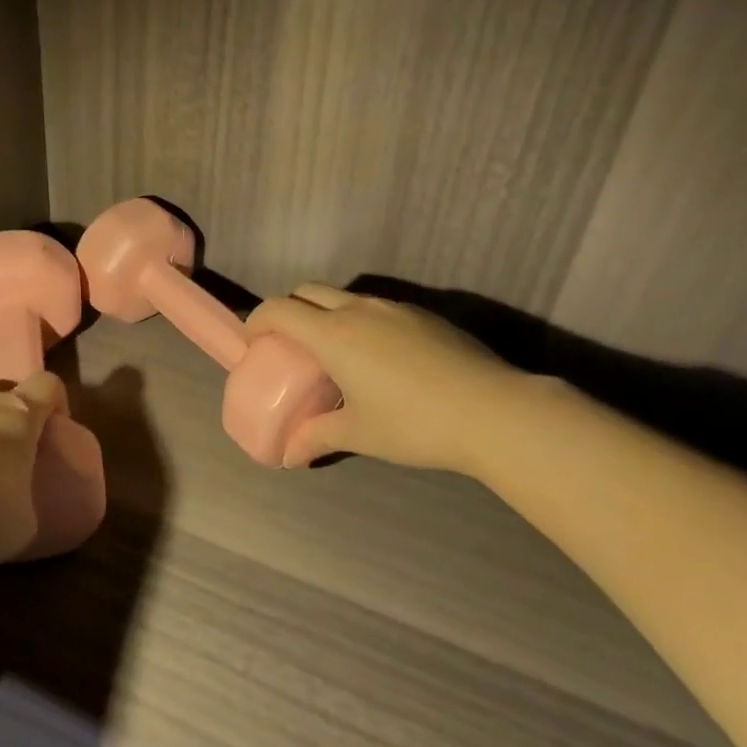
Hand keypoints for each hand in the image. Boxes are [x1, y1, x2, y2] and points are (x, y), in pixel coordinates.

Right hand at [245, 284, 530, 474]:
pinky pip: (378, 308)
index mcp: (333, 334)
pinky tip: (380, 358)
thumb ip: (318, 437)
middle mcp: (359, 310)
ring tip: (336, 352)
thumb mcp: (359, 434)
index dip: (258, 320)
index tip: (254, 342)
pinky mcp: (425, 315)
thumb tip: (290, 454)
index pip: (279, 310)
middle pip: (308, 291)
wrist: (493, 411)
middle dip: (290, 309)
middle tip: (290, 344)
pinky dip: (361, 321)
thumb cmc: (413, 423)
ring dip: (328, 314)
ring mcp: (395, 308)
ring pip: (346, 296)